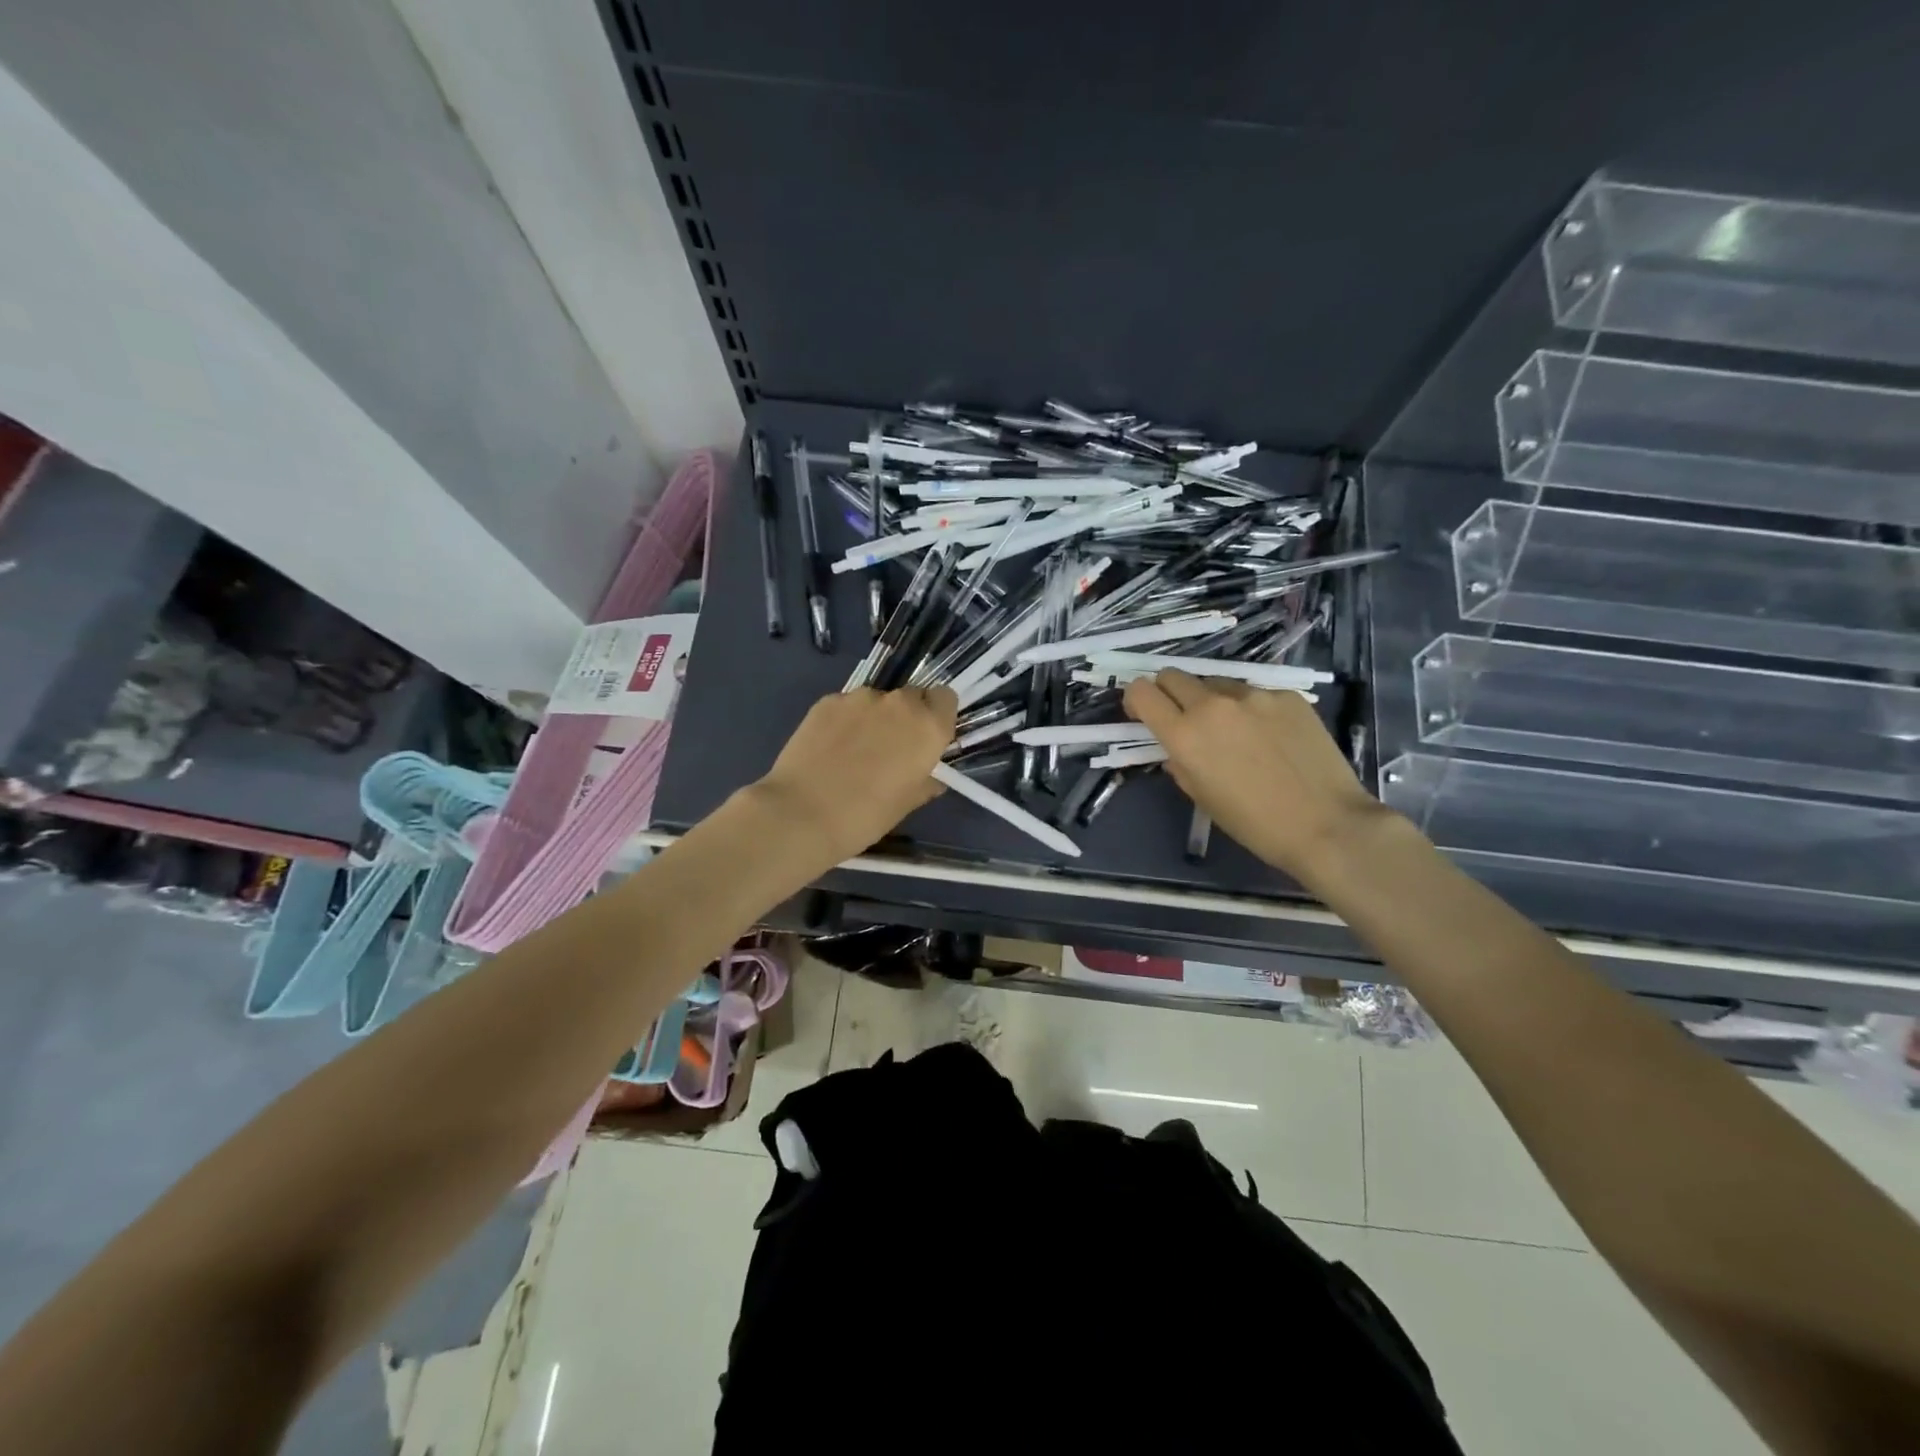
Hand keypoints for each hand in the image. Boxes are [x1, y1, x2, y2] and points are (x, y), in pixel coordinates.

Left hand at [750, 686, 957, 863]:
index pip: (946, 698)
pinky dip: (845, 721)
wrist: (802, 814)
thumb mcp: (906, 804)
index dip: (937, 716)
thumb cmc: (866, 816)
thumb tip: (931, 778)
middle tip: (891, 748)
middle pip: (912, 696)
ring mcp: (859, 698)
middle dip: (906, 716)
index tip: (926, 739)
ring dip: (874, 718)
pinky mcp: (827, 701)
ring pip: (877, 700)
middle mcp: (898, 703)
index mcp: (928, 727)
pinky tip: (830, 748)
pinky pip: (847, 706)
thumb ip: (925, 782)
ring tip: (854, 750)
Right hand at [1123, 668, 1383, 879]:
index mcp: (1184, 735)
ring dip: (1212, 701)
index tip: (1144, 714)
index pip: (1141, 692)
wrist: (1327, 824)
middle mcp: (1212, 705)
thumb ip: (1180, 765)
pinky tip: (1272, 737)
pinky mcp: (1286, 695)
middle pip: (1173, 676)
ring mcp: (1253, 695)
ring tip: (1236, 732)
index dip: (1137, 700)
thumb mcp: (1202, 798)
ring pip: (1216, 683)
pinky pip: (1255, 694)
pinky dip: (1252, 710)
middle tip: (1184, 718)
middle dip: (1169, 693)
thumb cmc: (1254, 823)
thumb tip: (1177, 750)